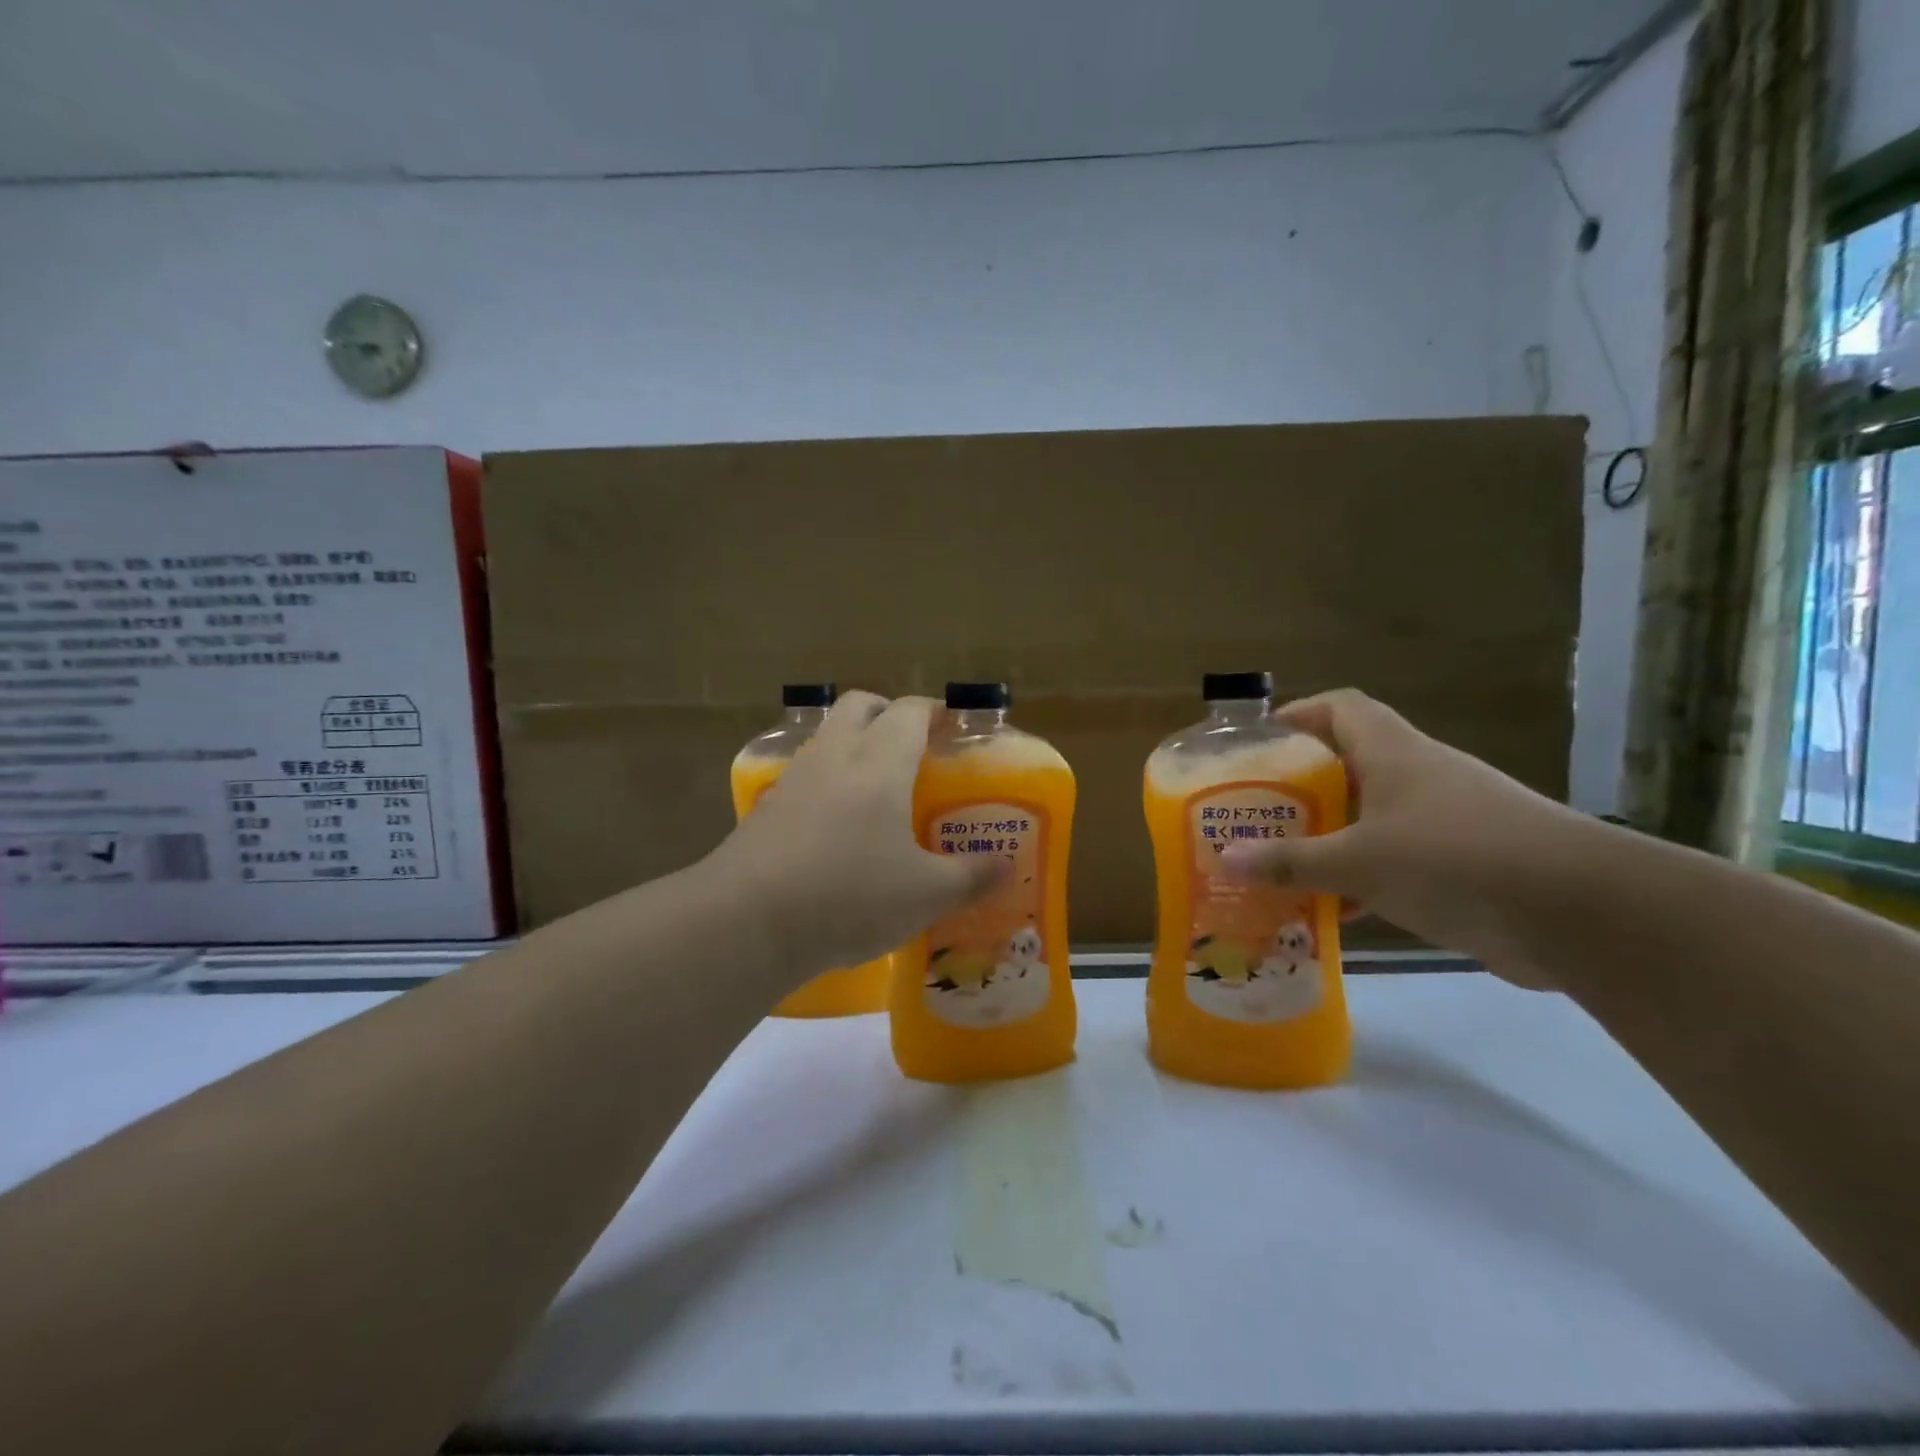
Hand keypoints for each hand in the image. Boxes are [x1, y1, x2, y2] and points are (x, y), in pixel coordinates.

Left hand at [706, 692, 1005, 979]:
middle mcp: (834, 756)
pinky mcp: (766, 807)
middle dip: (889, 713)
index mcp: (879, 762)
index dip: (935, 711)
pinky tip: (837, 824)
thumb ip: (971, 877)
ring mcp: (794, 778)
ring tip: (877, 787)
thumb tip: (1006, 866)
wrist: (747, 921)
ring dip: (854, 744)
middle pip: (860, 705)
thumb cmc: (849, 895)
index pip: (910, 712)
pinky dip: (827, 781)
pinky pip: (805, 774)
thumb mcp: (925, 895)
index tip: (953, 725)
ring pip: (828, 737)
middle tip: (914, 746)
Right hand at [1221, 689, 1585, 987]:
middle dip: (1301, 787)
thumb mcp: (1359, 861)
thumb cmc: (1454, 859)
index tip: (1259, 744)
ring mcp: (1445, 820)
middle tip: (1256, 813)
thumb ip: (1292, 861)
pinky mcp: (1464, 864)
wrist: (1581, 913)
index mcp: (1393, 753)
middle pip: (1349, 764)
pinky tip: (1332, 909)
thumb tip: (1227, 859)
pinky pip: (1396, 860)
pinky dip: (1362, 878)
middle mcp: (1418, 776)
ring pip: (1371, 818)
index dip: (1298, 715)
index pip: (1340, 708)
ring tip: (1280, 862)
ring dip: (1329, 837)